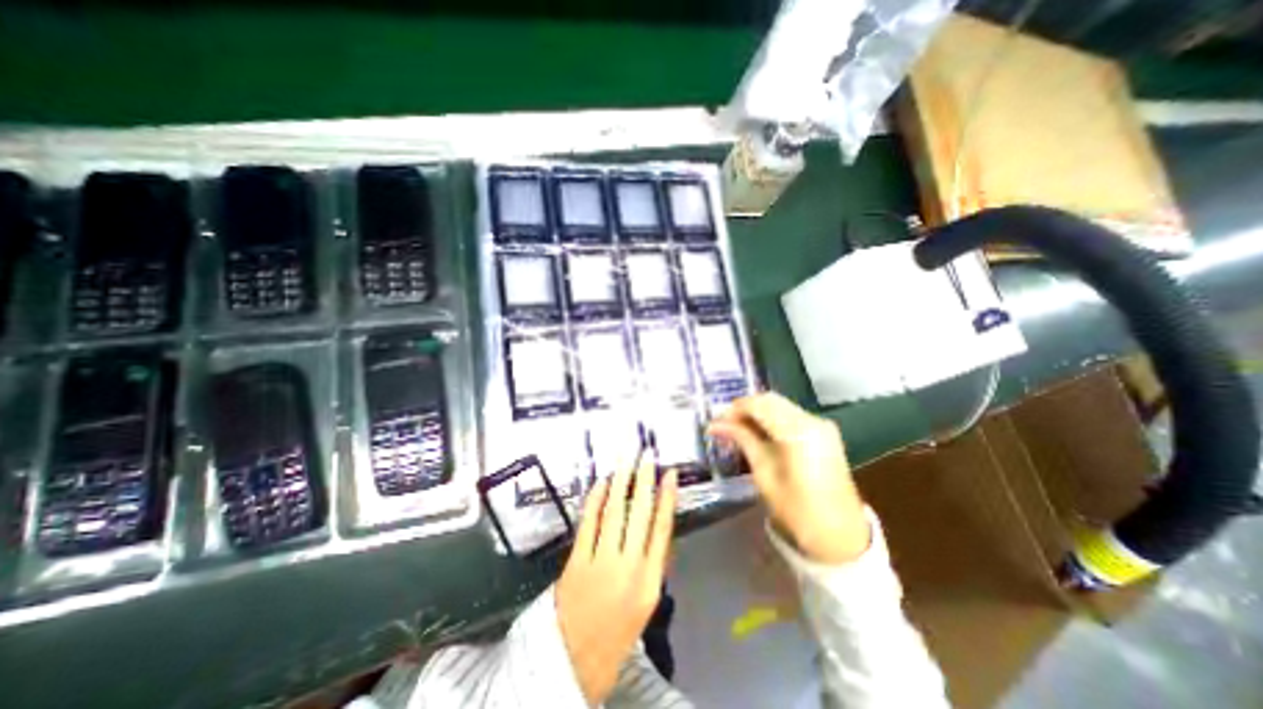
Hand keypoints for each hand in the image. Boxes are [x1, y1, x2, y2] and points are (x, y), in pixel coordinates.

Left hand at [553, 456, 674, 702]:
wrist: (576, 659)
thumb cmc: (618, 629)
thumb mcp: (647, 600)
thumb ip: (654, 563)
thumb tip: (658, 525)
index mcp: (651, 580)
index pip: (663, 529)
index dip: (668, 498)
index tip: (671, 474)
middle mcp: (629, 567)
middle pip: (640, 514)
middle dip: (644, 480)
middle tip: (646, 455)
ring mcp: (601, 562)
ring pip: (614, 513)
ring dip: (621, 482)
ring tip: (626, 458)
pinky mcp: (577, 561)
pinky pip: (589, 523)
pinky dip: (596, 500)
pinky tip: (602, 482)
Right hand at [706, 393, 874, 565]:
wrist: (840, 536)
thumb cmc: (798, 511)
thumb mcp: (764, 474)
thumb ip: (743, 440)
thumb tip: (716, 424)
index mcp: (799, 432)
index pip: (760, 404)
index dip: (735, 409)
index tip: (717, 421)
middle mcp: (813, 420)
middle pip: (770, 400)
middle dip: (745, 408)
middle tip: (725, 424)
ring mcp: (822, 424)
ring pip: (780, 404)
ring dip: (757, 412)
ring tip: (737, 429)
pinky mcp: (824, 432)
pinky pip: (791, 414)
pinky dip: (771, 418)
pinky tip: (758, 432)